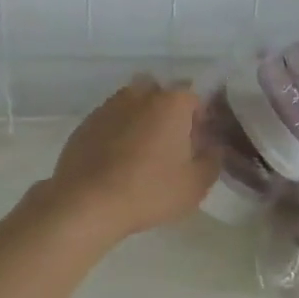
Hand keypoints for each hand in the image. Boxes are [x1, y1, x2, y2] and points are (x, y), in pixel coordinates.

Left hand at [44, 76, 217, 243]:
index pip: (195, 97)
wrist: (87, 203)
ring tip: (142, 154)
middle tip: (172, 145)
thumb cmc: (150, 191)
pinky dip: (118, 133)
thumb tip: (213, 148)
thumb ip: (212, 160)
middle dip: (169, 113)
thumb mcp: (195, 184)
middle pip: (162, 95)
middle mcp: (140, 95)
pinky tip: (117, 161)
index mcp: (171, 103)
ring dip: (142, 120)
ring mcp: (109, 106)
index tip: (199, 143)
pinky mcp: (86, 123)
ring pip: (133, 104)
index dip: (201, 118)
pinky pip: (111, 120)